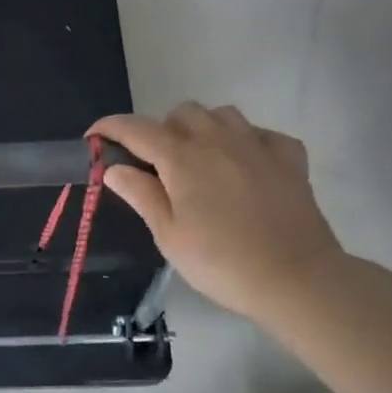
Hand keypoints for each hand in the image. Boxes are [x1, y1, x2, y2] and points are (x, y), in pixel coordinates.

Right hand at [90, 103, 342, 321]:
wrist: (297, 280)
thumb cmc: (221, 262)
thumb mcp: (168, 235)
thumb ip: (140, 194)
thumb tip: (114, 168)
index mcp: (182, 157)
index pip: (136, 128)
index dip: (110, 128)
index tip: (94, 138)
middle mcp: (217, 139)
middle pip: (181, 113)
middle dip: (161, 129)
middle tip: (157, 165)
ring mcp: (257, 145)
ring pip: (221, 115)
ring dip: (203, 129)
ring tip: (200, 160)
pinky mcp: (289, 158)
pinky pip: (261, 133)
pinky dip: (246, 142)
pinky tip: (244, 166)